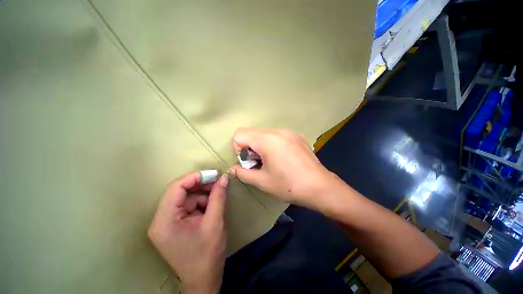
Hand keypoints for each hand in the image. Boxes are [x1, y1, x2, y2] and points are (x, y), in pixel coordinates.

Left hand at [148, 172, 228, 293]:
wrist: (203, 280)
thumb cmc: (207, 255)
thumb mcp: (215, 222)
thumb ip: (218, 197)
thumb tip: (223, 178)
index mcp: (165, 221)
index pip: (176, 188)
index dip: (194, 177)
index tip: (213, 174)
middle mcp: (160, 220)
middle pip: (180, 192)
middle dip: (200, 186)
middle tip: (218, 183)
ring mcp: (166, 223)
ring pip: (186, 198)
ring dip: (202, 196)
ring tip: (217, 198)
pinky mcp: (174, 225)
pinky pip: (188, 206)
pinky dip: (200, 203)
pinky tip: (211, 208)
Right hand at [231, 128, 339, 208]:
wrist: (320, 186)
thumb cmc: (289, 185)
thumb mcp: (262, 181)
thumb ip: (243, 173)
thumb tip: (234, 168)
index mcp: (267, 140)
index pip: (240, 134)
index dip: (238, 149)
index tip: (248, 162)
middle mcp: (277, 131)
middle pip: (252, 132)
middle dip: (249, 147)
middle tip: (259, 163)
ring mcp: (289, 131)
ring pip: (264, 133)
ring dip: (261, 145)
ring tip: (271, 161)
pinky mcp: (296, 135)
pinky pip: (276, 135)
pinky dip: (272, 144)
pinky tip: (282, 157)